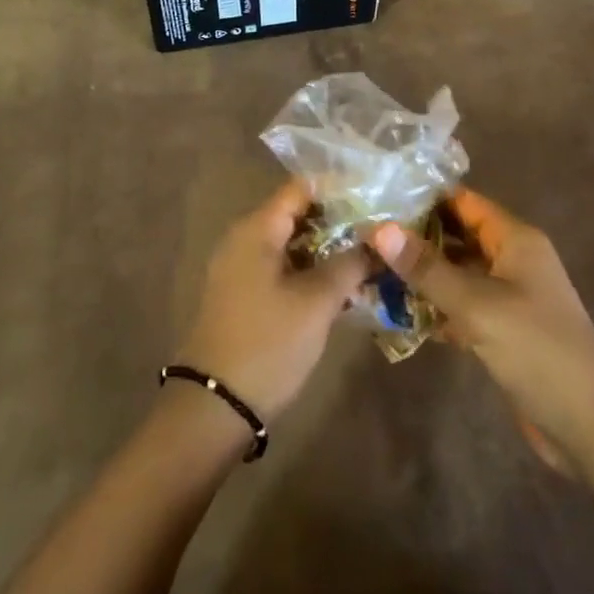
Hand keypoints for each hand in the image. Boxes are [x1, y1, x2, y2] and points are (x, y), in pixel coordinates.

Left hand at [176, 181, 370, 422]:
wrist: (215, 404)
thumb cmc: (268, 343)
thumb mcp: (316, 302)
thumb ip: (349, 264)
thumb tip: (378, 240)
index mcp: (257, 228)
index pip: (301, 188)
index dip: (338, 188)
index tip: (374, 195)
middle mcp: (244, 238)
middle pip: (296, 214)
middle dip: (337, 220)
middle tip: (379, 231)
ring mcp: (241, 267)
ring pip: (291, 243)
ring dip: (326, 249)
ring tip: (369, 258)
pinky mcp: (243, 294)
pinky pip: (281, 267)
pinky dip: (310, 270)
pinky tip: (342, 287)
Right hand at [373, 189, 593, 469]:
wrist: (589, 427)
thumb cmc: (537, 351)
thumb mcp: (477, 306)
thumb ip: (427, 267)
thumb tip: (379, 229)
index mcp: (515, 239)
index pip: (463, 202)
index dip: (423, 198)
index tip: (379, 200)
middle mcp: (513, 258)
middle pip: (457, 235)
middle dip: (416, 238)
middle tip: (366, 239)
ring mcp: (509, 294)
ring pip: (456, 271)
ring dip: (421, 274)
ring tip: (372, 272)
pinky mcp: (503, 328)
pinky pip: (462, 304)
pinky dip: (435, 305)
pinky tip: (399, 313)